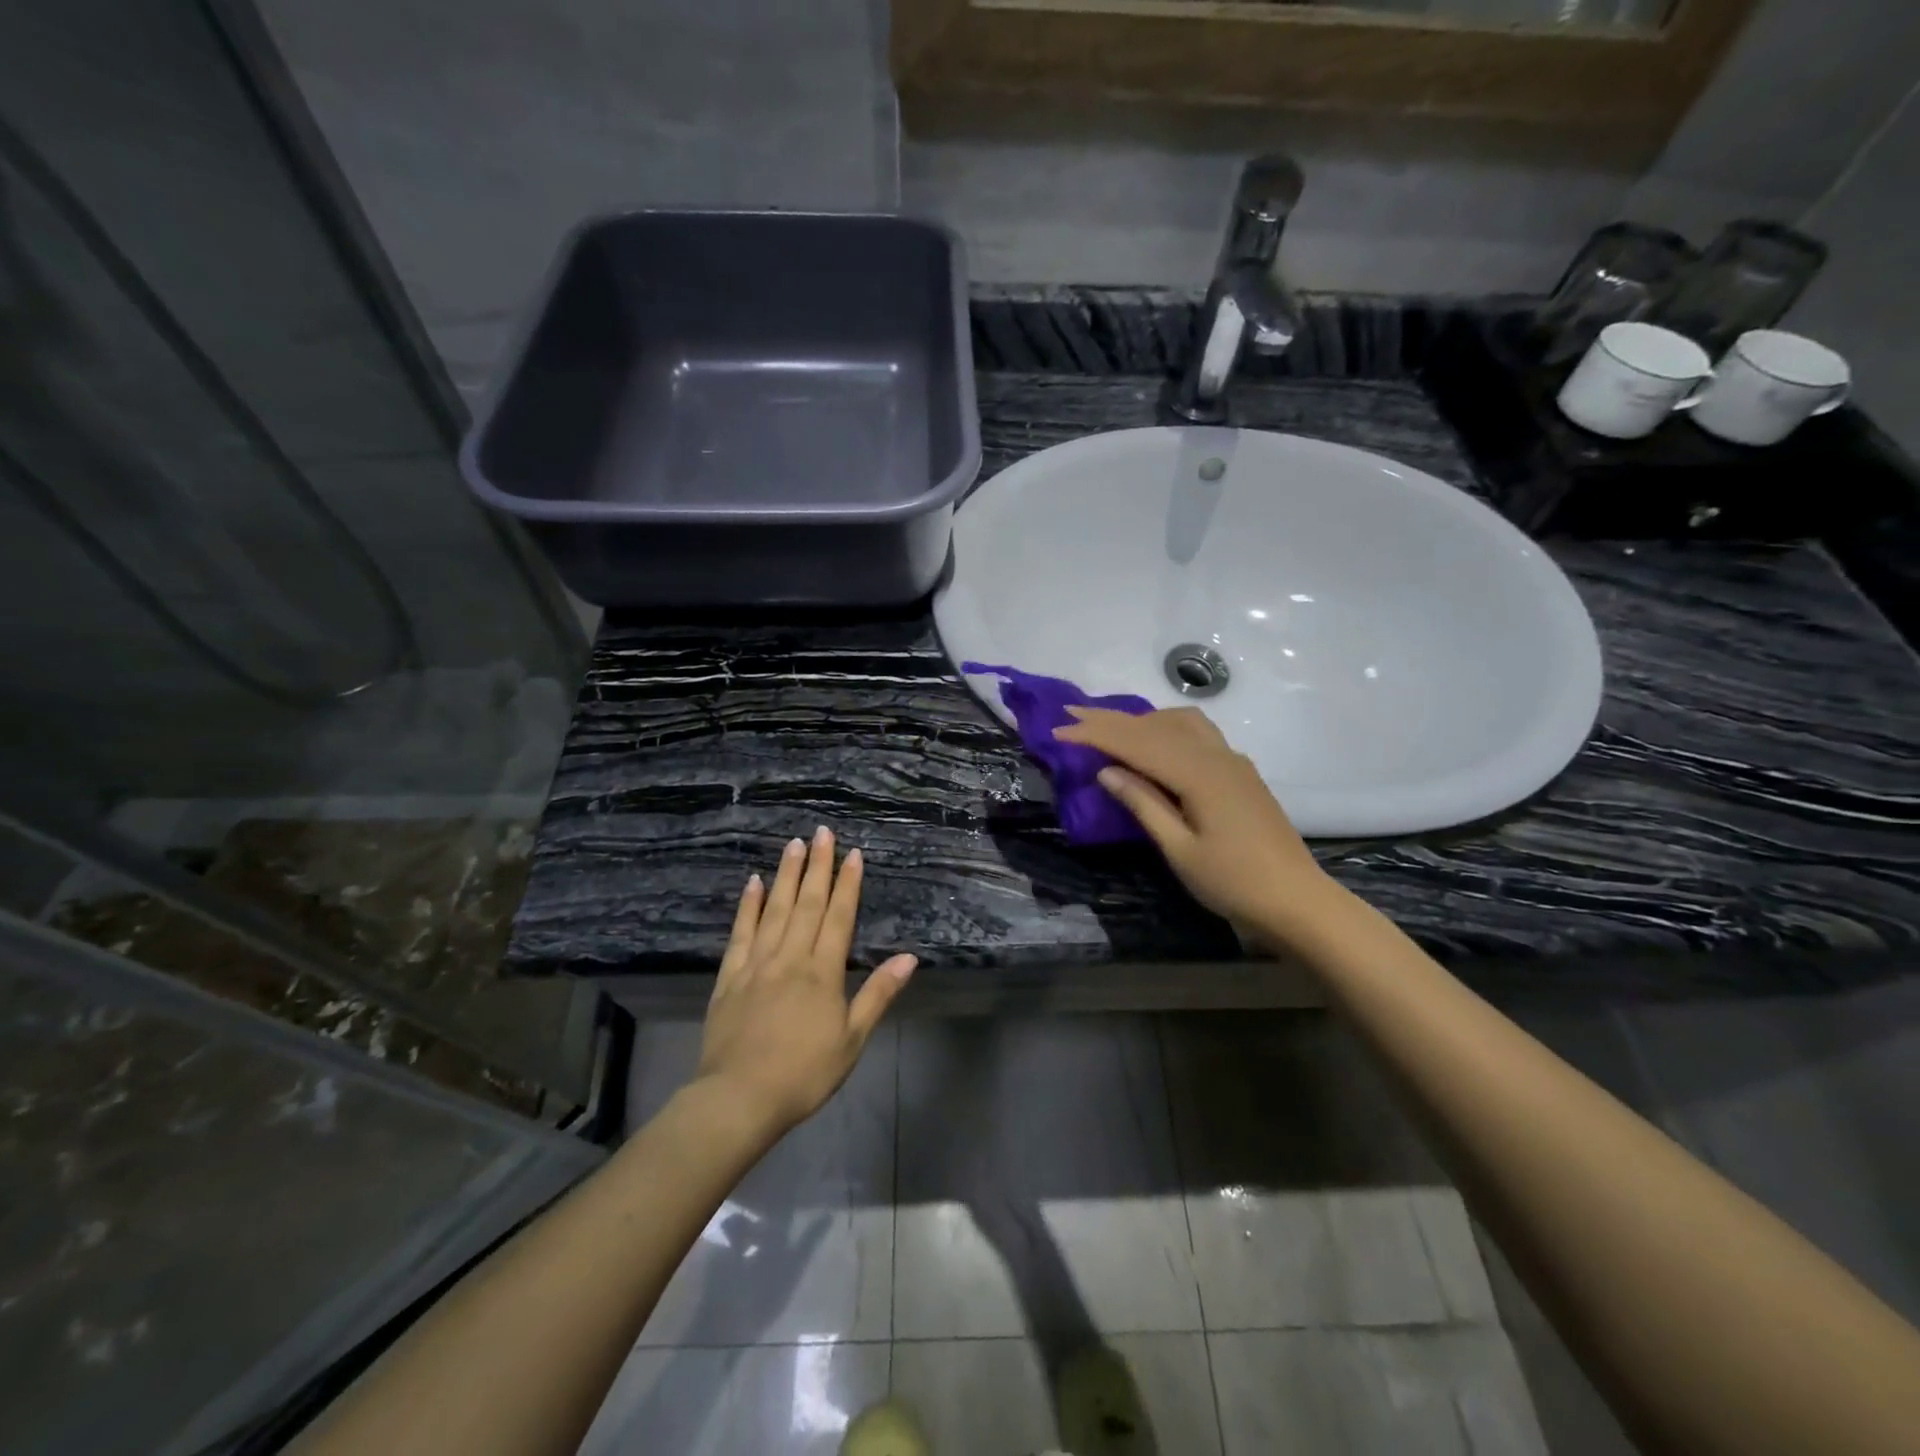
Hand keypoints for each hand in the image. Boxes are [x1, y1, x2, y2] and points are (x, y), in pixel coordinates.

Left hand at [696, 827, 916, 1133]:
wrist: (738, 1098)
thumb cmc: (804, 1073)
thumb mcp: (852, 1039)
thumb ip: (878, 994)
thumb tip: (909, 958)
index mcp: (822, 972)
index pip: (839, 917)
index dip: (847, 884)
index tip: (852, 853)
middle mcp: (790, 957)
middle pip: (807, 903)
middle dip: (818, 866)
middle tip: (822, 832)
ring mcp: (757, 964)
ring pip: (775, 909)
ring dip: (786, 875)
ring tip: (794, 844)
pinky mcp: (730, 977)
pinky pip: (740, 933)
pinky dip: (748, 906)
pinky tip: (753, 883)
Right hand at [1054, 706, 1335, 948]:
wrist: (1298, 901)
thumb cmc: (1234, 883)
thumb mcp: (1180, 850)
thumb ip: (1144, 805)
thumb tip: (1107, 771)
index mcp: (1199, 774)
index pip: (1137, 744)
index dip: (1095, 734)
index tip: (1059, 729)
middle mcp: (1217, 756)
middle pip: (1155, 726)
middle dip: (1110, 719)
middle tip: (1071, 711)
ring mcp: (1232, 761)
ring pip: (1179, 722)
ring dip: (1140, 719)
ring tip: (1108, 726)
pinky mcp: (1239, 772)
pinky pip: (1196, 734)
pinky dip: (1165, 728)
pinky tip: (1154, 742)